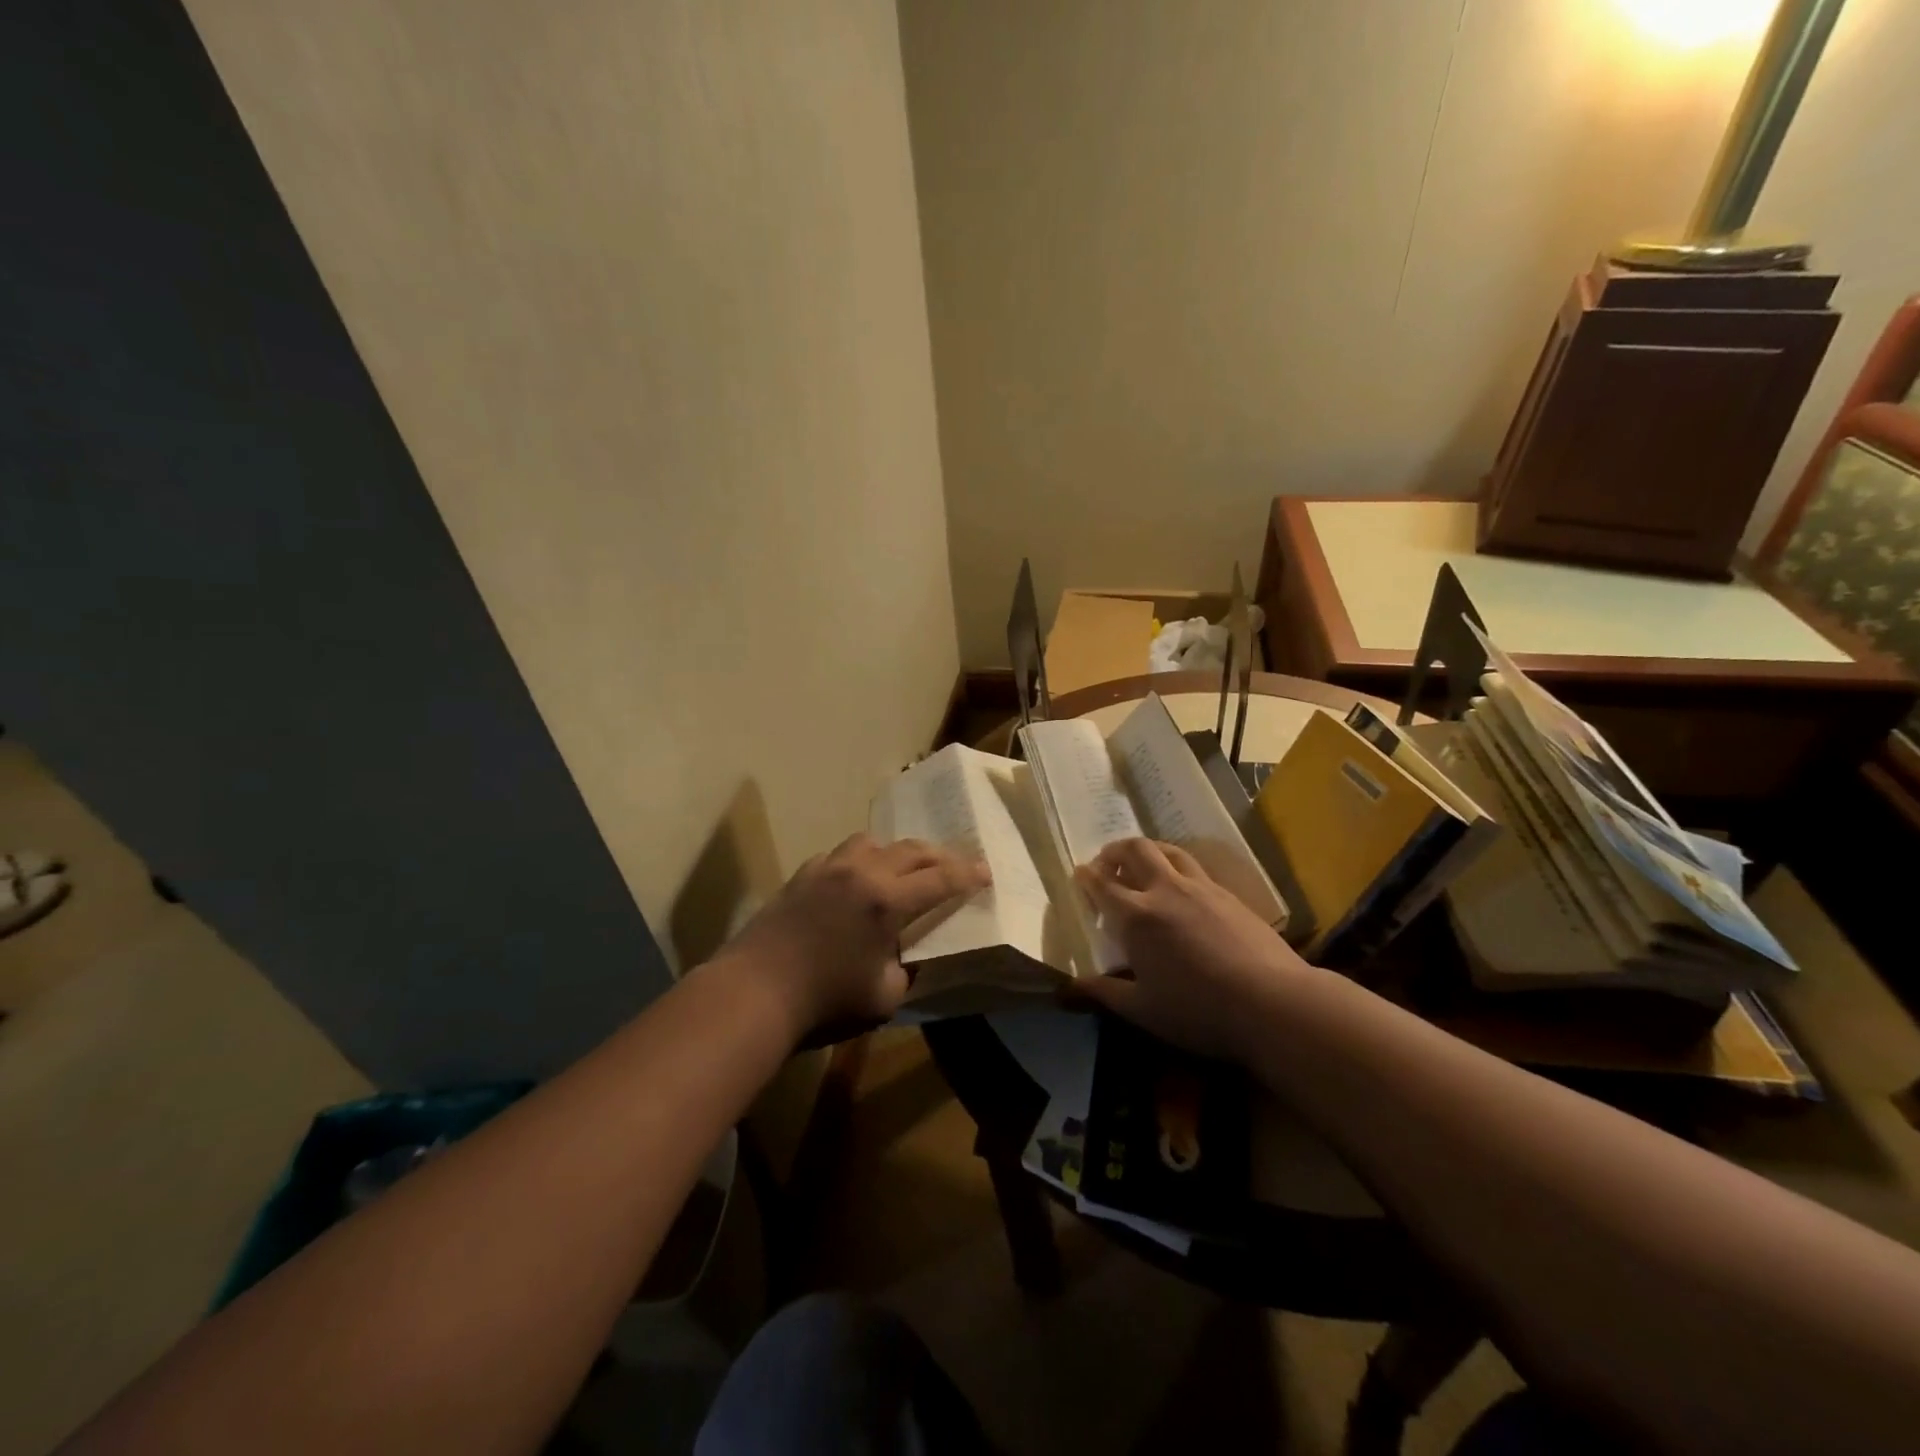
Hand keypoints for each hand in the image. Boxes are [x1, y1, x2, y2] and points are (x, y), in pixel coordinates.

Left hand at [714, 833, 989, 1036]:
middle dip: (941, 856)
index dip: (968, 875)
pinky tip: (857, 880)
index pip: (940, 879)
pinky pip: (840, 855)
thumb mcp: (884, 998)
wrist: (753, 992)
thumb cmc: (824, 1001)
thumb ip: (905, 971)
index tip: (986, 872)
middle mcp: (861, 872)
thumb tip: (906, 957)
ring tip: (905, 867)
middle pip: (911, 850)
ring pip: (872, 842)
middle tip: (957, 866)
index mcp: (887, 900)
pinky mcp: (802, 875)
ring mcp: (827, 868)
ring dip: (897, 851)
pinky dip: (860, 860)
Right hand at [1074, 838, 1313, 1063]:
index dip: (1086, 876)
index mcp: (1137, 916)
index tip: (1079, 874)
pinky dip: (1177, 866)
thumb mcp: (1143, 1010)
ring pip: (1168, 850)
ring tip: (1142, 865)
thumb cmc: (1199, 1010)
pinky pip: (1194, 867)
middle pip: (1135, 850)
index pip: (1102, 884)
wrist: (1273, 1002)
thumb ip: (1104, 993)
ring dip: (1148, 851)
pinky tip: (1182, 889)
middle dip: (1114, 851)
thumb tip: (1070, 986)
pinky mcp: (1229, 894)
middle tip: (1107, 864)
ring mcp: (1201, 887)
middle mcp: (1165, 890)